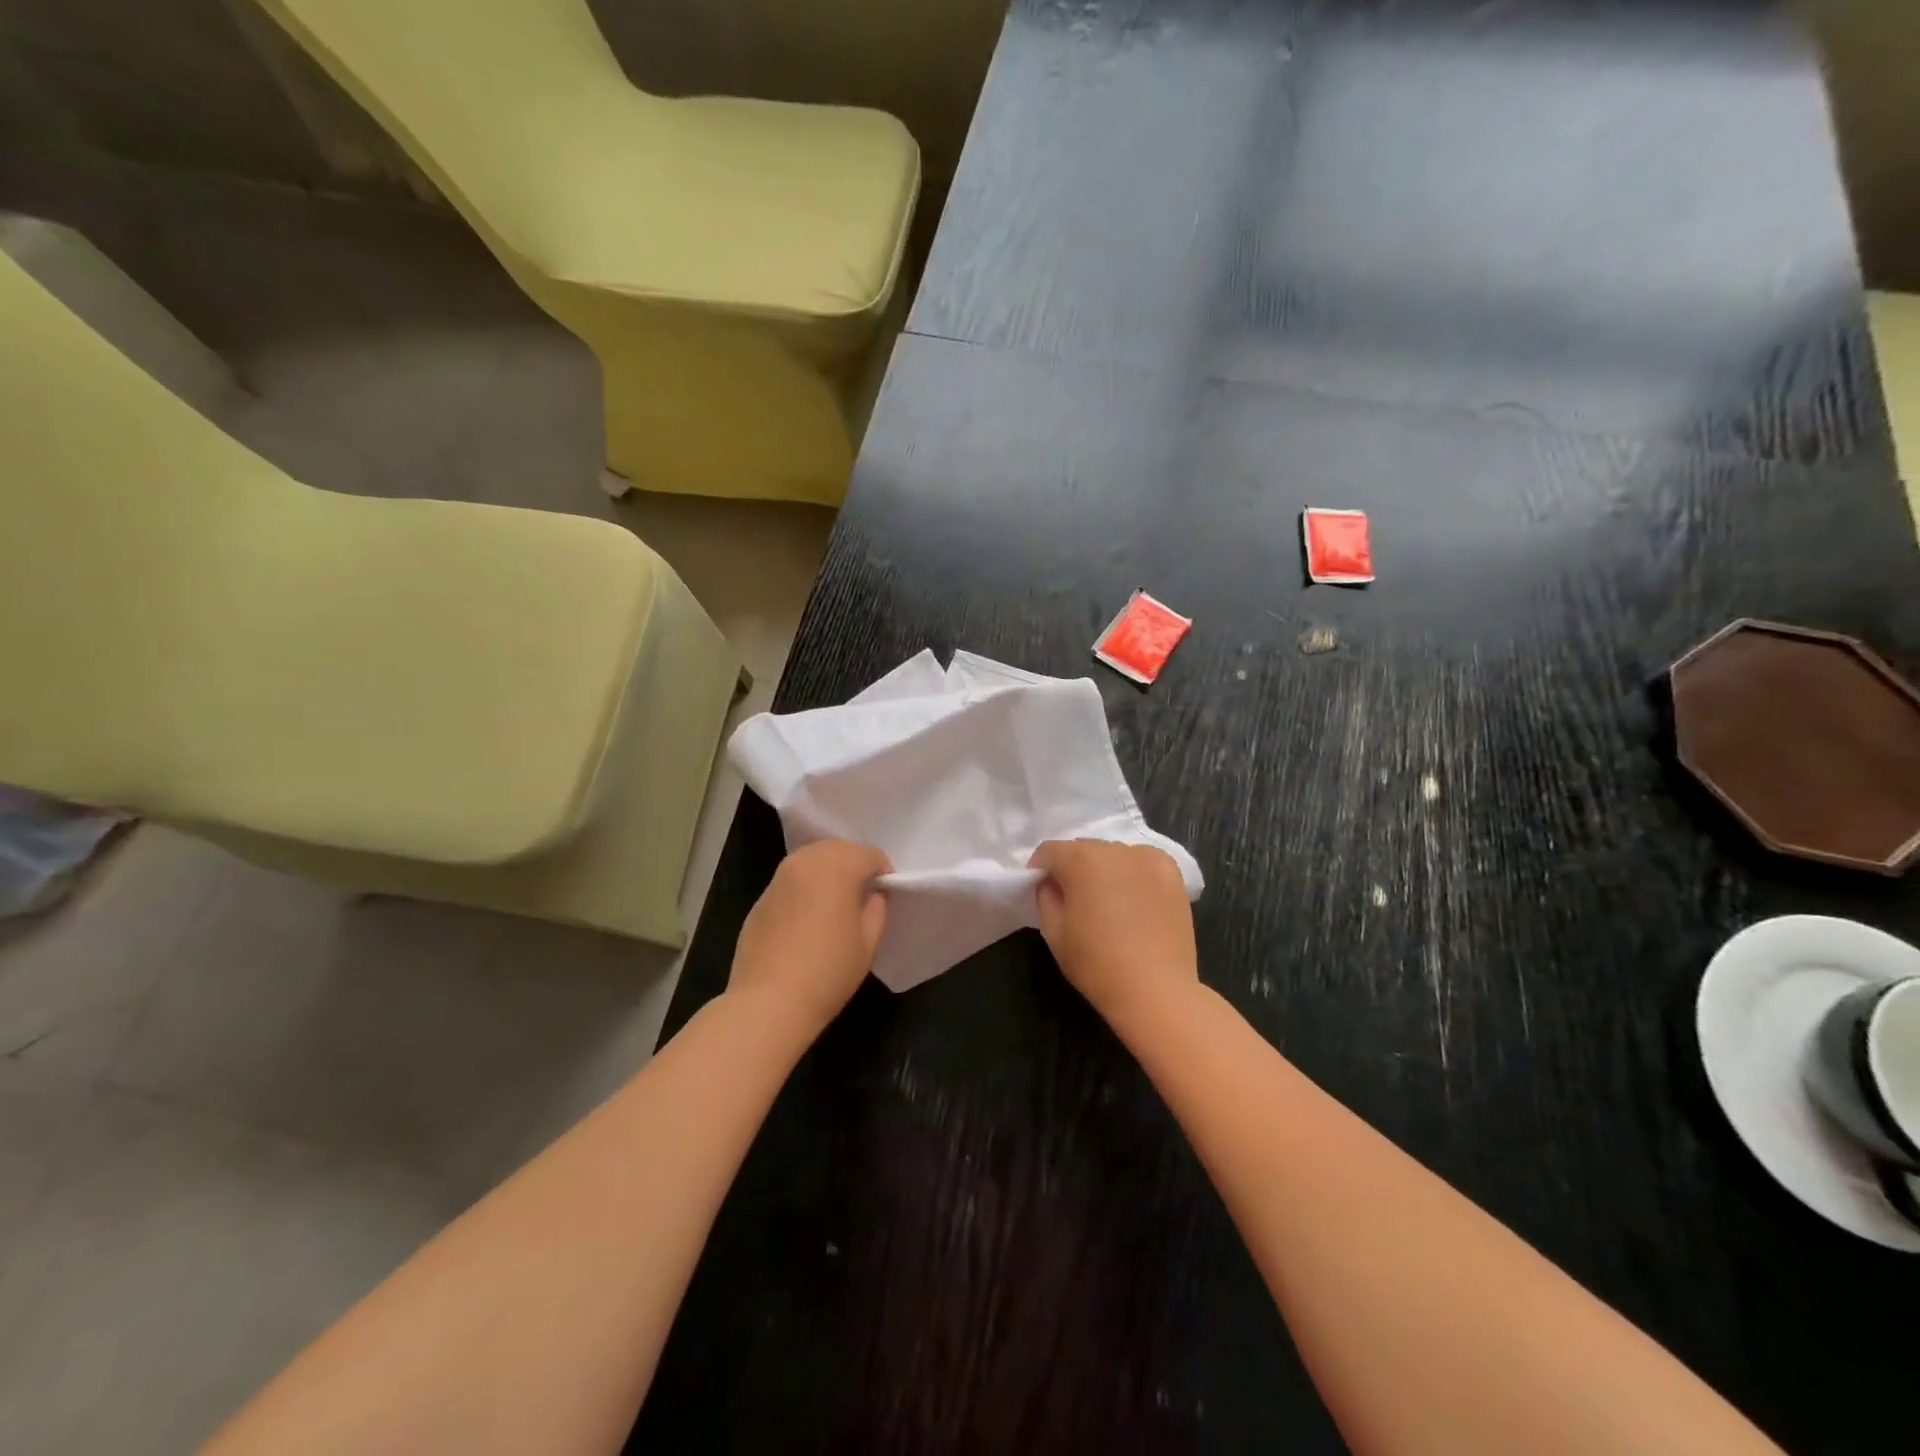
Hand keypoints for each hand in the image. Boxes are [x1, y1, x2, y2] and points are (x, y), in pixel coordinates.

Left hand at [728, 840, 890, 1038]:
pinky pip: (792, 881)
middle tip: (863, 897)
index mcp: (837, 866)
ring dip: (828, 873)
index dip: (884, 874)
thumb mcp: (868, 942)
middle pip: (838, 849)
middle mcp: (805, 861)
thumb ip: (877, 908)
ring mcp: (779, 878)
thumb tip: (872, 895)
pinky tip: (807, 920)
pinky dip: (805, 889)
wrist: (769, 1002)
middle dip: (854, 866)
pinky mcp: (760, 898)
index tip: (887, 897)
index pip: (870, 855)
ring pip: (812, 860)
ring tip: (836, 905)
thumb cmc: (828, 971)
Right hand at [1027, 840, 1197, 1029]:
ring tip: (1107, 898)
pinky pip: (1143, 861)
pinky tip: (1134, 895)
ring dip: (1104, 868)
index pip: (1050, 851)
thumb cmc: (1096, 963)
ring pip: (1114, 853)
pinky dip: (1133, 871)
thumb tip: (1052, 882)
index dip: (1040, 868)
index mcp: (1081, 860)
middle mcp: (1115, 850)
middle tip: (1073, 896)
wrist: (1155, 990)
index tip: (1041, 888)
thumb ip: (1045, 896)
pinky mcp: (1172, 873)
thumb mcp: (1053, 932)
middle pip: (1083, 848)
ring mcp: (1148, 859)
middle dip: (1072, 866)